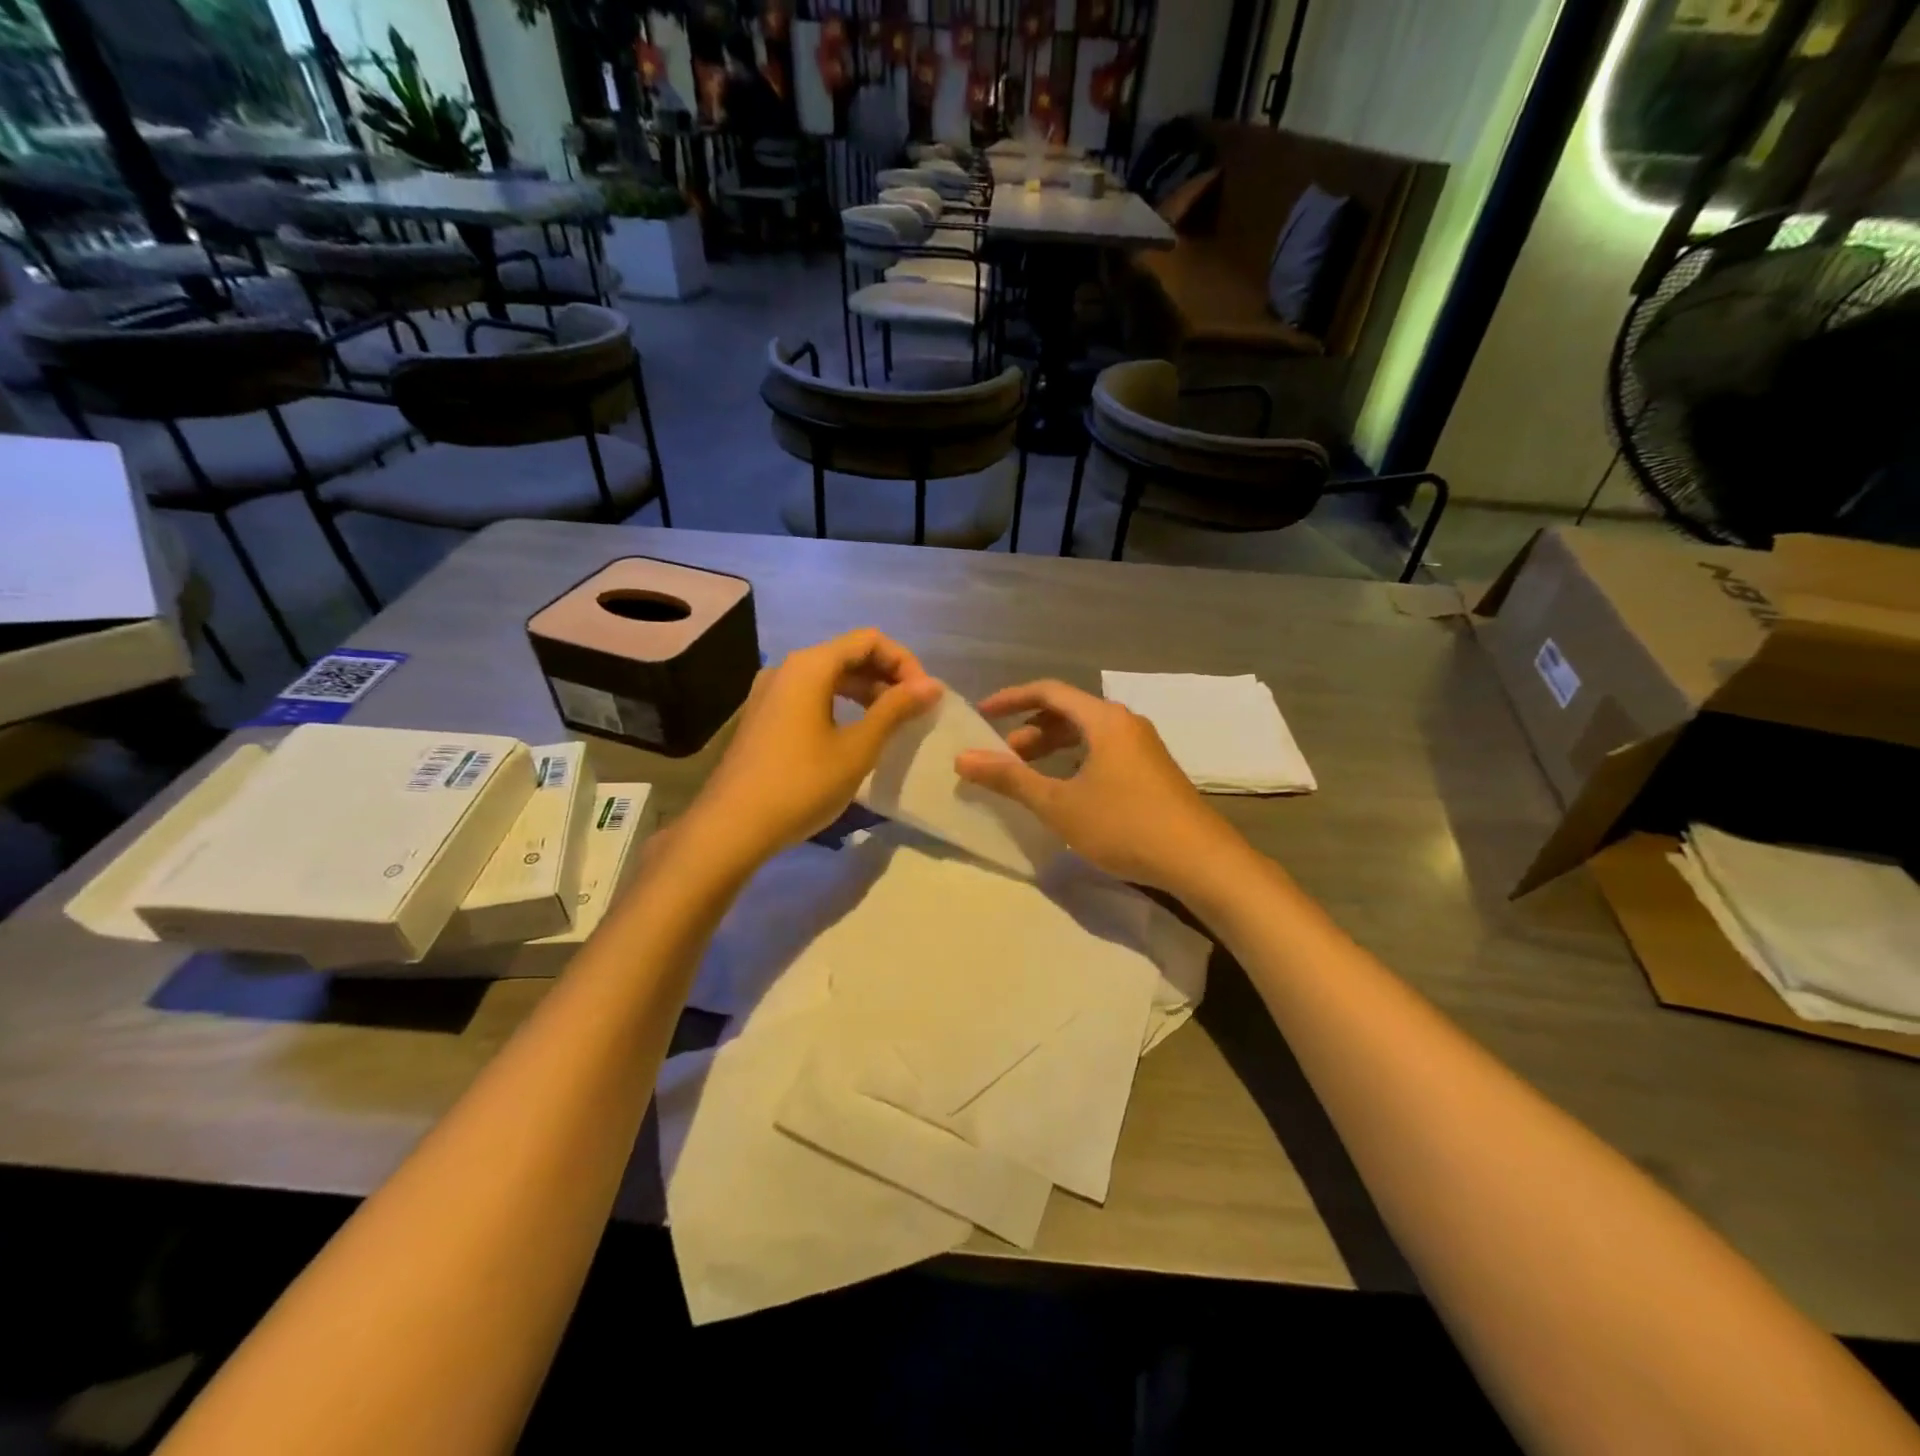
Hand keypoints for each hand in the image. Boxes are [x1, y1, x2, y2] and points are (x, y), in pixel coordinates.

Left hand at [683, 629, 940, 870]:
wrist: (733, 827)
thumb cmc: (802, 783)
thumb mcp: (858, 748)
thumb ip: (895, 710)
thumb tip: (931, 685)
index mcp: (810, 666)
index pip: (869, 640)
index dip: (904, 662)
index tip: (924, 696)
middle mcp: (787, 668)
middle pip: (847, 654)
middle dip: (886, 676)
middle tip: (913, 711)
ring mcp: (770, 693)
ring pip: (828, 677)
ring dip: (864, 692)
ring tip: (890, 722)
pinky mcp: (763, 717)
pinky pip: (809, 696)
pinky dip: (839, 705)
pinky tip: (853, 734)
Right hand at [954, 679, 1242, 894]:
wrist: (1200, 860)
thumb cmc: (1124, 824)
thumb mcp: (1059, 804)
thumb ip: (1010, 778)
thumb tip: (963, 758)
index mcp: (1104, 719)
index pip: (1049, 691)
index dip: (1011, 699)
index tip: (982, 714)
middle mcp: (1125, 723)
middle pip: (1069, 712)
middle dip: (1031, 729)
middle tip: (1004, 757)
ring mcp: (1143, 747)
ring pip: (1088, 734)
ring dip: (1054, 748)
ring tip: (1029, 775)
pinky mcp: (1153, 771)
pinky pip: (1104, 752)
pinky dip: (1076, 761)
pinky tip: (1068, 791)